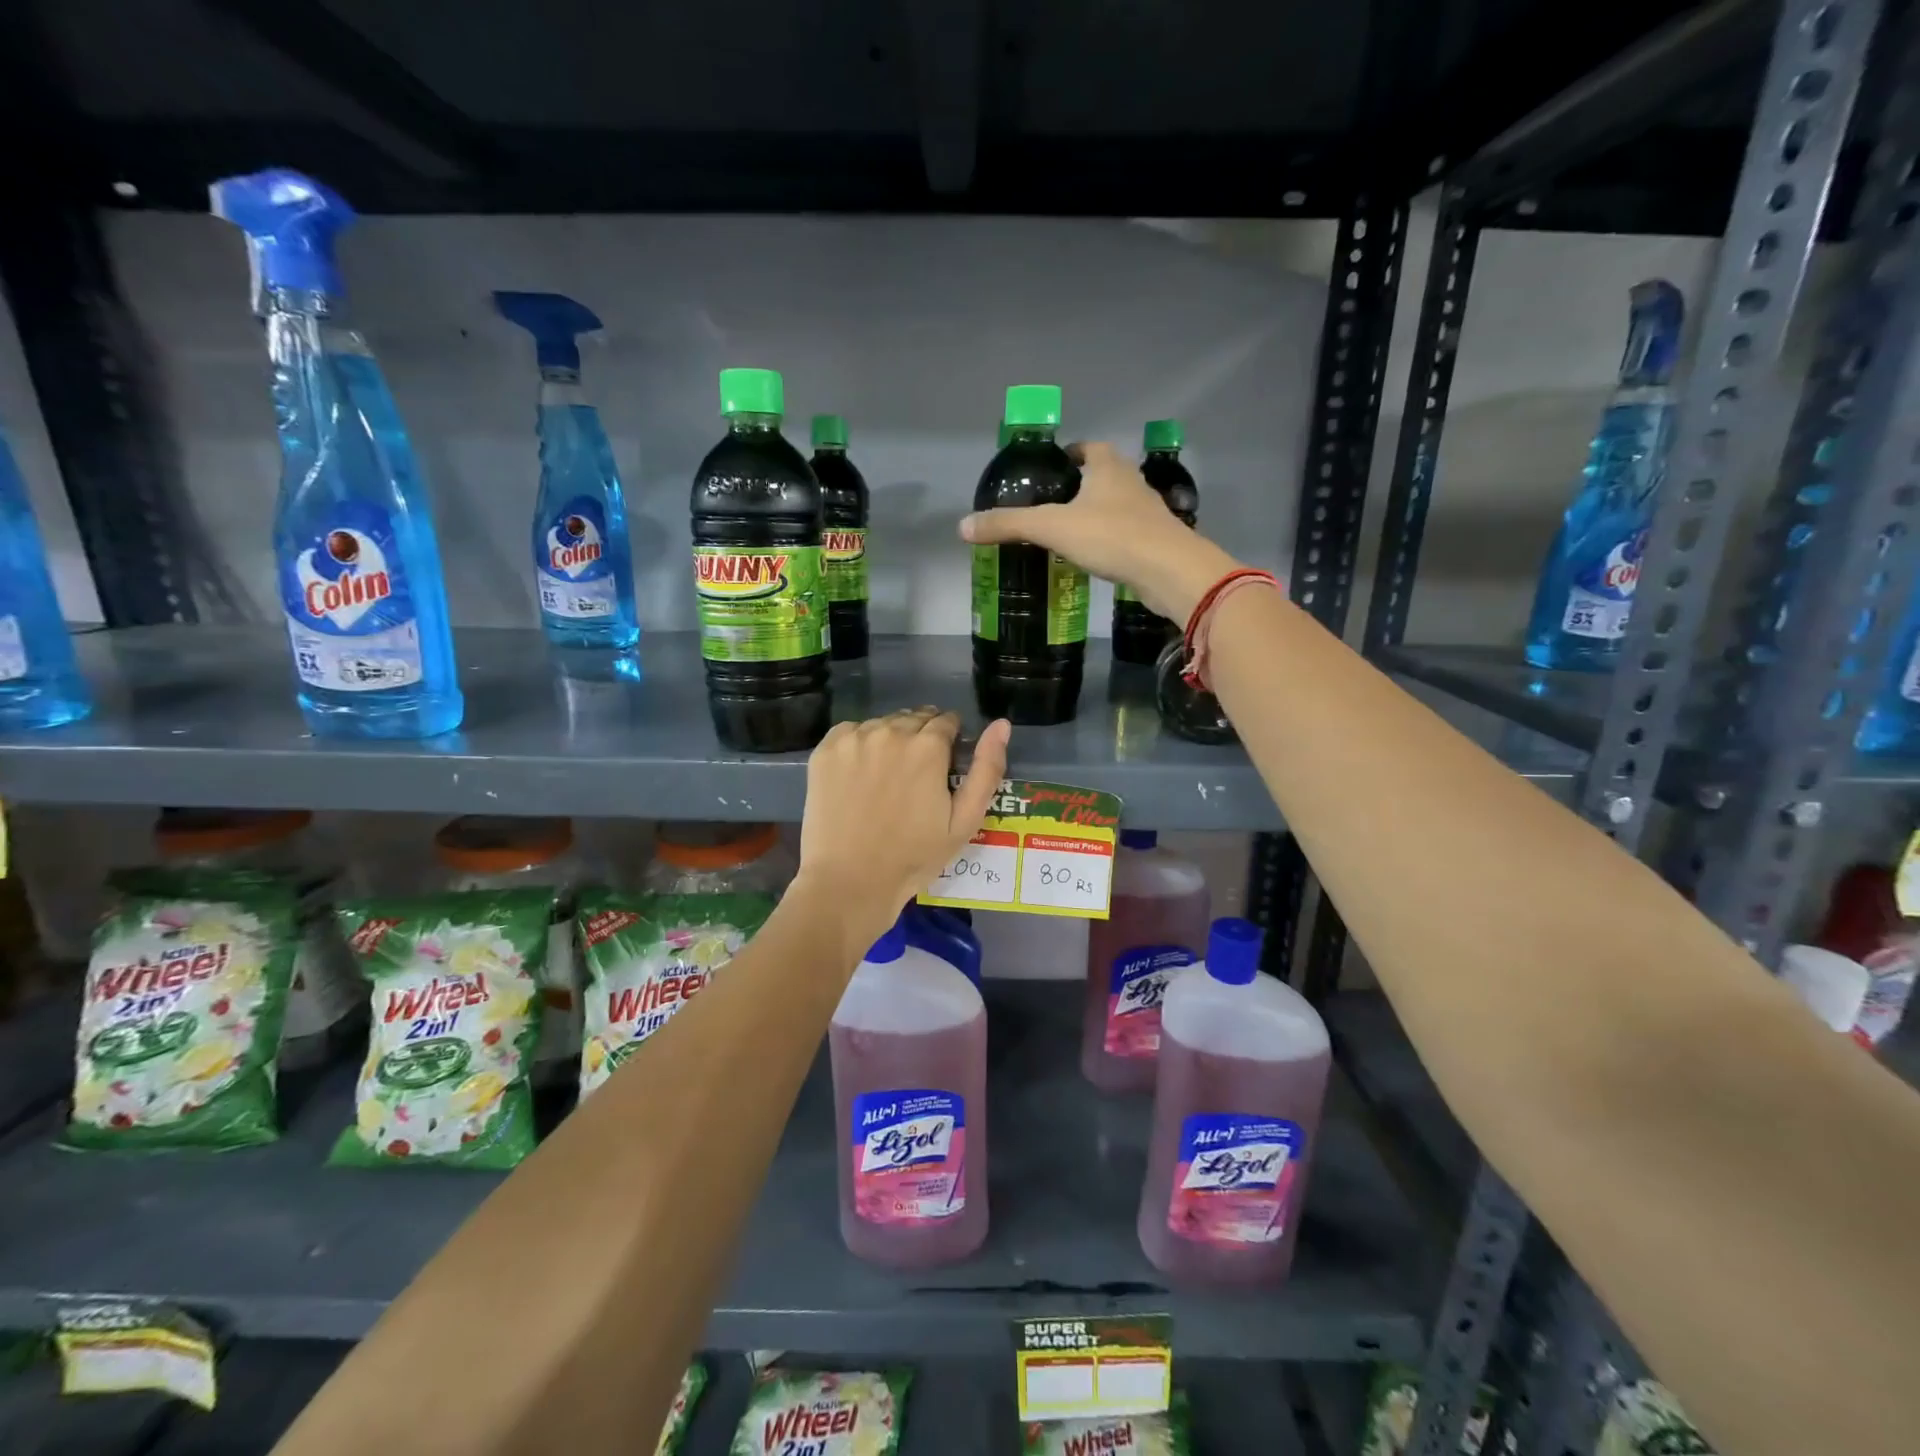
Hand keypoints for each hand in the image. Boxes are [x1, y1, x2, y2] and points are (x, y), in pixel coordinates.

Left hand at [797, 709, 1011, 948]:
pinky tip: (859, 775)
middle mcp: (891, 731)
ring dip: (890, 740)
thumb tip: (1001, 725)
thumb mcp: (965, 821)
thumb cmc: (914, 856)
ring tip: (886, 778)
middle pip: (914, 719)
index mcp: (928, 746)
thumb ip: (987, 769)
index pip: (947, 721)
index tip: (942, 767)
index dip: (949, 742)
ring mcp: (854, 738)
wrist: (850, 881)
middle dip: (921, 739)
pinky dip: (859, 745)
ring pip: (882, 724)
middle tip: (915, 776)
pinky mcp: (826, 750)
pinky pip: (851, 732)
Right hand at [959, 441, 1240, 621]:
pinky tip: (1095, 558)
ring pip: (1117, 505)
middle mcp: (1131, 481)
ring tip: (1069, 533)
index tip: (1051, 469)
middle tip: (1052, 504)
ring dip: (1097, 514)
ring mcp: (1149, 513)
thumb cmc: (1111, 536)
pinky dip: (1110, 540)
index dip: (1070, 454)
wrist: (1169, 571)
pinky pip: (1127, 534)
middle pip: (1103, 475)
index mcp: (1108, 466)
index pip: (1088, 448)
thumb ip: (1008, 525)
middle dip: (1081, 486)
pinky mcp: (1156, 542)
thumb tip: (963, 526)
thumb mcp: (1052, 528)